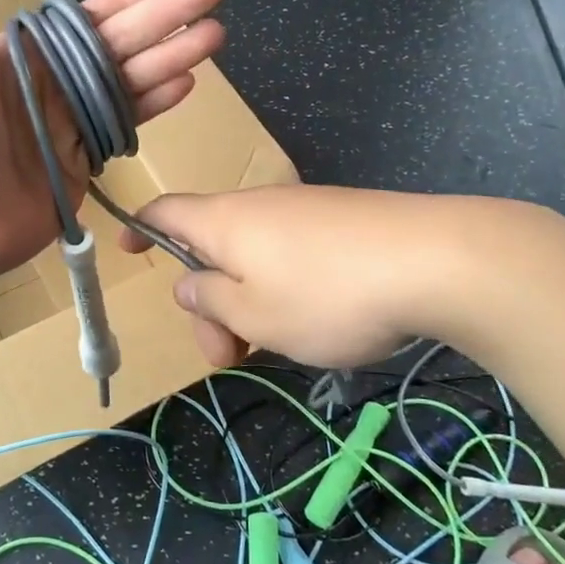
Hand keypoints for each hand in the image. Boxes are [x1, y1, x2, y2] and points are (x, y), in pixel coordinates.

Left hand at [0, 0, 225, 282]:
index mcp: (24, 53)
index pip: (87, 16)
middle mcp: (53, 82)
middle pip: (121, 42)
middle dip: (169, 16)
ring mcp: (70, 123)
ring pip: (131, 80)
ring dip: (174, 55)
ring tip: (216, 36)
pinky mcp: (83, 162)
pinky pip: (126, 125)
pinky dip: (155, 104)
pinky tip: (187, 84)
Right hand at [118, 186, 517, 368]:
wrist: (437, 261)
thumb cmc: (326, 294)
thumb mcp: (253, 314)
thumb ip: (209, 298)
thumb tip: (188, 281)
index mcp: (224, 222)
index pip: (165, 212)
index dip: (139, 229)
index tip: (127, 251)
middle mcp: (259, 206)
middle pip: (211, 248)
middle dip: (209, 304)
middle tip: (227, 357)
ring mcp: (304, 211)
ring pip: (254, 258)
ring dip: (247, 305)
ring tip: (277, 349)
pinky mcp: (343, 223)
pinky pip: (291, 255)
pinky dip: (282, 290)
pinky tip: (315, 324)